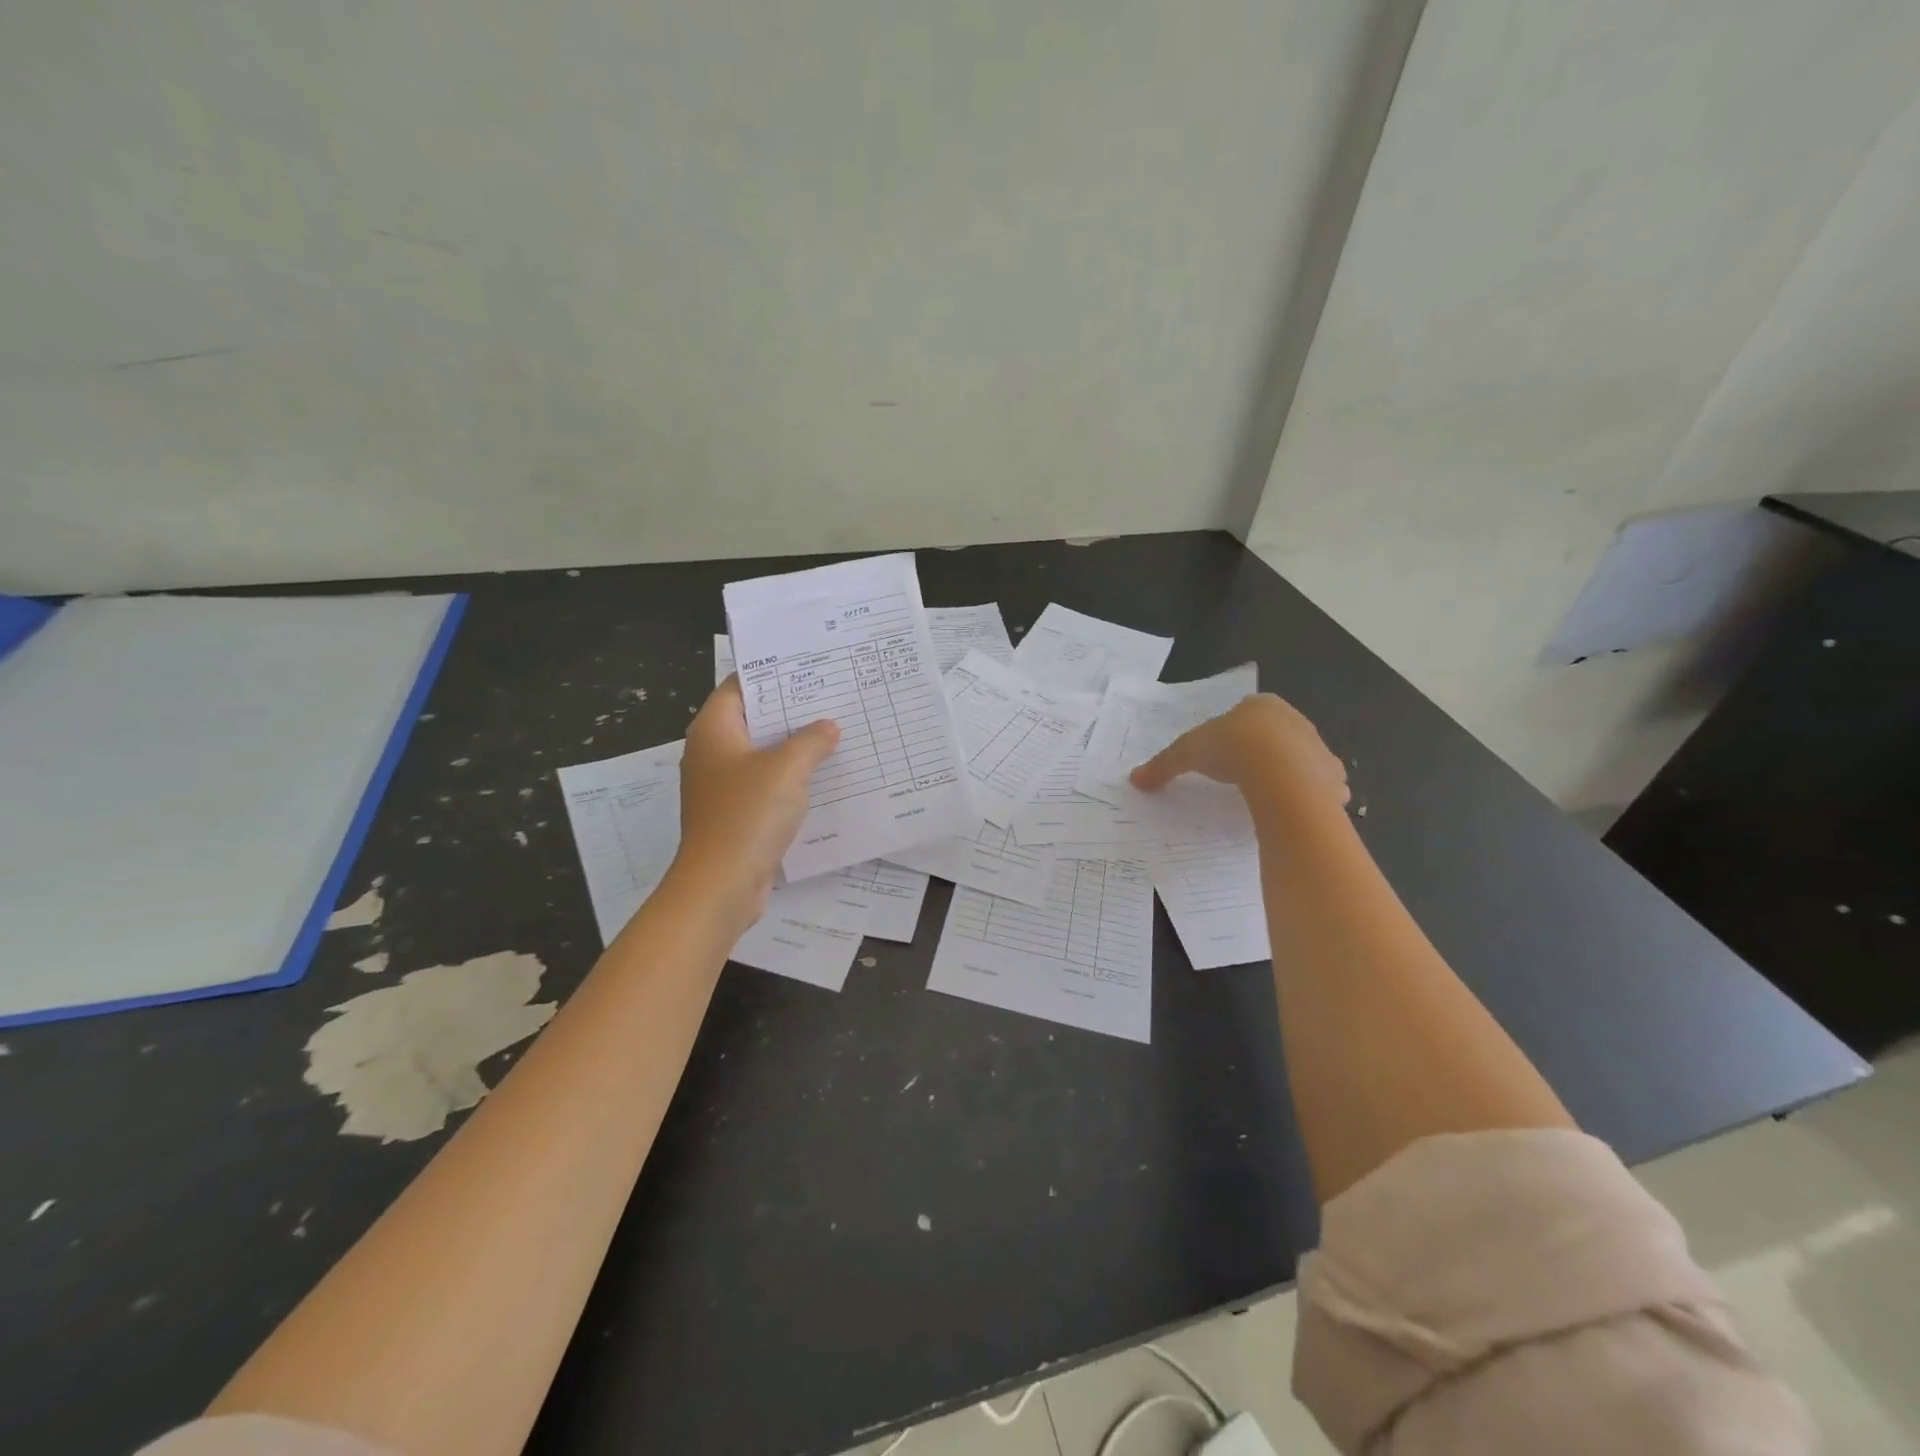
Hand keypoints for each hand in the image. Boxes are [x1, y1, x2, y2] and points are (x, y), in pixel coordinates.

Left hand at [671, 676, 839, 927]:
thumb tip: (827, 727)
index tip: (808, 667)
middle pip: (752, 719)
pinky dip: (789, 778)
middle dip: (790, 711)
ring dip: (793, 747)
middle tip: (832, 698)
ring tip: (835, 733)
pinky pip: (765, 784)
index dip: (772, 673)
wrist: (722, 884)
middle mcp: (712, 752)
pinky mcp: (734, 813)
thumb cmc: (748, 814)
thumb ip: (811, 741)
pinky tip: (822, 777)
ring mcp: (721, 785)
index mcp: (714, 730)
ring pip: (761, 754)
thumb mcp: (787, 768)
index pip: (740, 686)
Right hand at [1130, 693, 1347, 807]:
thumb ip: (1164, 765)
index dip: (1237, 733)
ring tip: (1267, 795)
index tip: (1225, 753)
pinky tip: (1291, 808)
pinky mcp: (1333, 777)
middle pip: (1279, 736)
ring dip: (1290, 774)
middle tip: (1244, 775)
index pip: (1249, 714)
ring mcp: (1319, 748)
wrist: (1277, 769)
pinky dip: (1310, 796)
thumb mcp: (1187, 753)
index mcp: (1262, 706)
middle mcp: (1295, 721)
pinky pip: (1321, 787)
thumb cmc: (1230, 747)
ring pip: (1303, 760)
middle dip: (1266, 752)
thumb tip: (1135, 779)